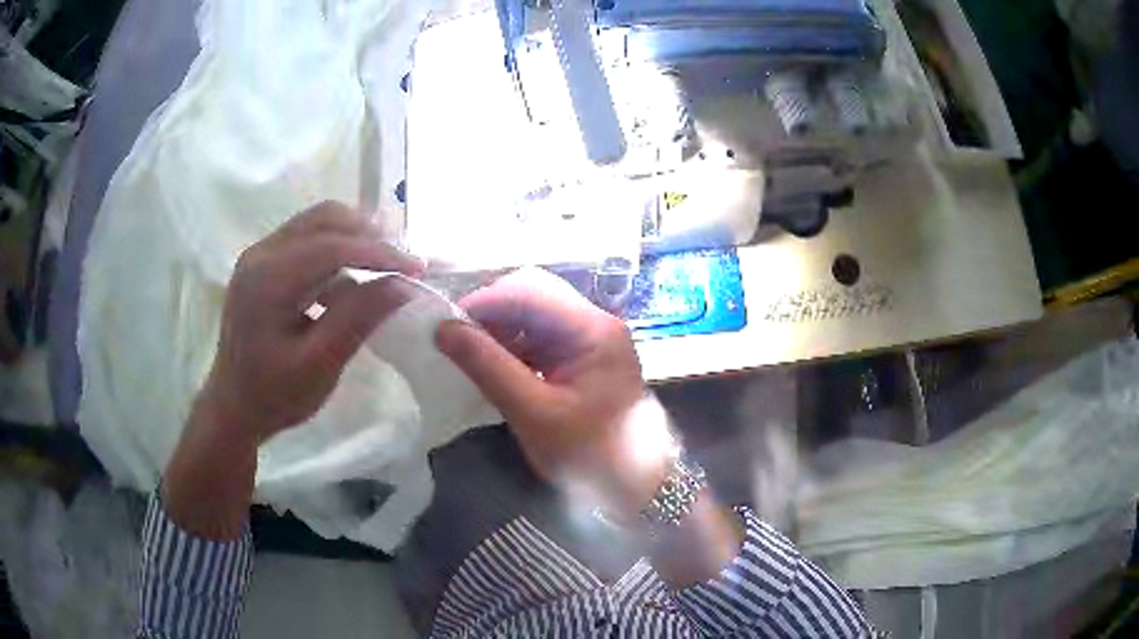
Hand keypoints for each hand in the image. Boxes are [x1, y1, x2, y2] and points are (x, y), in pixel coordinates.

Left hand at [196, 201, 422, 444]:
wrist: (234, 405)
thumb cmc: (275, 394)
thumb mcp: (320, 365)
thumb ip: (358, 319)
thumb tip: (404, 284)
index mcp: (268, 280)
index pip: (332, 246)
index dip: (380, 252)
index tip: (418, 269)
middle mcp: (260, 254)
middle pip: (324, 219)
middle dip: (369, 234)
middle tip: (403, 262)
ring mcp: (259, 254)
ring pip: (316, 223)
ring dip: (354, 236)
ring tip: (385, 264)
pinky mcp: (263, 262)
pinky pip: (307, 238)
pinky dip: (337, 247)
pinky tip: (352, 275)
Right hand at [436, 268, 675, 519]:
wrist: (634, 487)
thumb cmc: (590, 454)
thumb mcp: (534, 412)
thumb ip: (488, 367)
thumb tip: (443, 329)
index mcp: (594, 329)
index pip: (530, 292)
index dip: (484, 302)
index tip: (445, 325)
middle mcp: (595, 323)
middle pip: (533, 295)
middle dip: (490, 312)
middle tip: (453, 337)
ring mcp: (589, 339)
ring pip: (533, 315)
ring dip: (498, 330)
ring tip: (465, 354)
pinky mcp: (580, 358)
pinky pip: (539, 338)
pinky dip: (511, 347)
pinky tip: (490, 366)